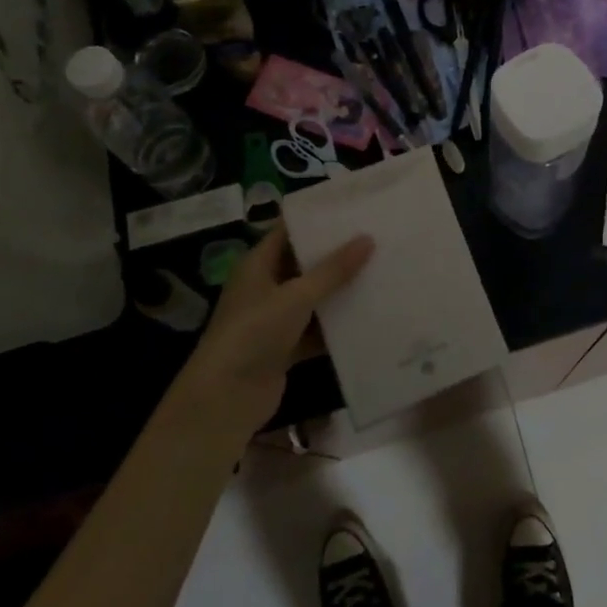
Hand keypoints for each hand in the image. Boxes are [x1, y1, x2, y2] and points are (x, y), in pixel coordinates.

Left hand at [176, 222, 372, 435]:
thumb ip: (333, 270)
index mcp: (257, 265)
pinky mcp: (285, 348)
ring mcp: (274, 319)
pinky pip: (316, 330)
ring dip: (340, 291)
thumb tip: (368, 238)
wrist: (226, 398)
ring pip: (313, 298)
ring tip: (380, 271)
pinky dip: (337, 326)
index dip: (317, 219)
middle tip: (376, 237)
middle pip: (304, 263)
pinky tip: (369, 317)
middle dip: (337, 254)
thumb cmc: (254, 333)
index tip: (352, 207)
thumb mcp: (296, 296)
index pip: (289, 231)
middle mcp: (265, 287)